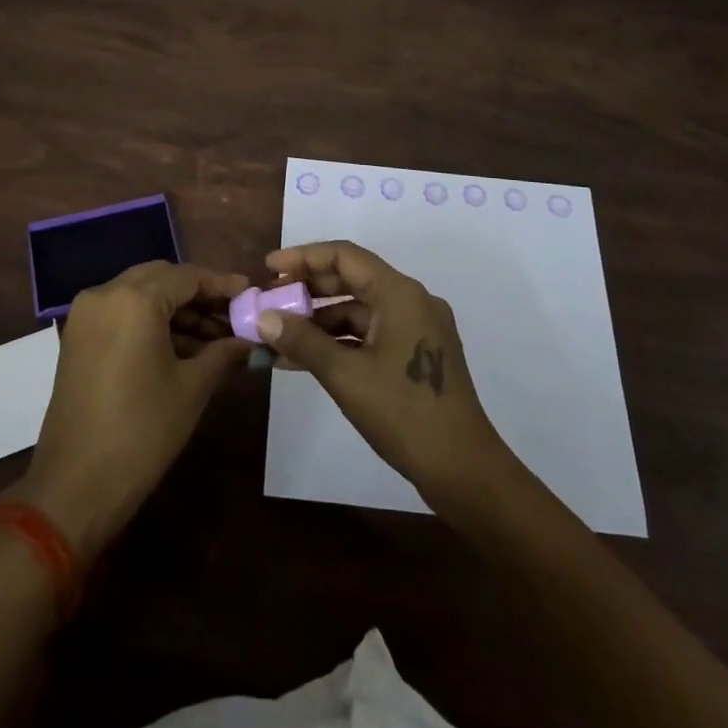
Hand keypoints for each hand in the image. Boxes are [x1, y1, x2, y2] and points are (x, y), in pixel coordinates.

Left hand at [8, 262, 250, 559]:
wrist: (75, 487)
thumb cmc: (141, 432)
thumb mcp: (192, 388)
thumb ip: (223, 352)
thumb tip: (250, 340)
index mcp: (135, 299)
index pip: (187, 276)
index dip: (221, 284)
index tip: (250, 292)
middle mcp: (105, 294)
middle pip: (162, 279)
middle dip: (199, 294)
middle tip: (233, 314)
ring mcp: (86, 315)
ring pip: (142, 294)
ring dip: (176, 310)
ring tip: (215, 337)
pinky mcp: (78, 337)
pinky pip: (123, 313)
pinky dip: (151, 322)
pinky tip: (183, 347)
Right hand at [259, 241, 514, 507]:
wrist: (464, 471)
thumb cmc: (404, 414)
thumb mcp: (346, 376)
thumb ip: (303, 341)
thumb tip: (263, 318)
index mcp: (400, 293)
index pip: (344, 256)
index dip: (303, 258)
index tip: (269, 269)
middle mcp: (411, 301)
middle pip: (352, 279)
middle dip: (308, 289)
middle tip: (269, 300)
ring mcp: (416, 328)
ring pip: (359, 310)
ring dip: (319, 321)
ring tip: (278, 336)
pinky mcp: (415, 354)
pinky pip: (369, 333)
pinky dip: (338, 342)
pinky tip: (304, 359)